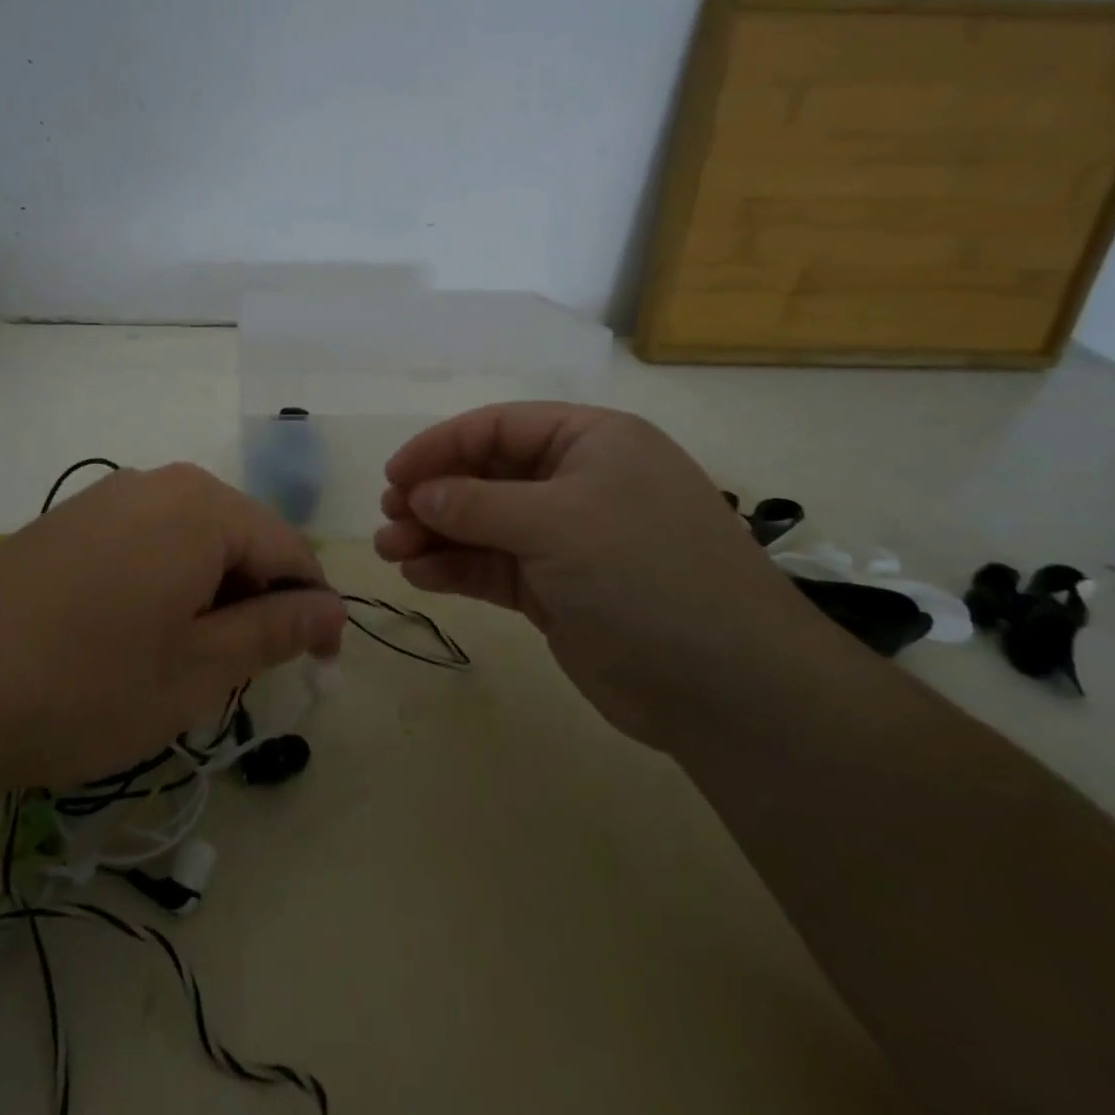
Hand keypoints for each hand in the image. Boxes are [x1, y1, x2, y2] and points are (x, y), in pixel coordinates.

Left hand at [0, 463, 345, 791]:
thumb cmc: (88, 685)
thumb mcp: (199, 668)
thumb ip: (276, 630)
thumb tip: (331, 609)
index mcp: (203, 506)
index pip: (290, 548)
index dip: (312, 608)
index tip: (317, 665)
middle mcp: (158, 483)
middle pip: (240, 538)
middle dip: (256, 601)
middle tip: (241, 673)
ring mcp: (105, 497)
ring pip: (191, 541)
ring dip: (209, 595)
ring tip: (185, 660)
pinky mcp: (67, 522)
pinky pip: (144, 543)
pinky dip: (163, 584)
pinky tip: (131, 636)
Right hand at [374, 402, 811, 743]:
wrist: (724, 686)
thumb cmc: (642, 573)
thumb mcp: (555, 522)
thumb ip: (476, 504)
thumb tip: (419, 494)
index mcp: (592, 442)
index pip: (499, 427)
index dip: (441, 446)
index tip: (394, 475)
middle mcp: (578, 483)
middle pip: (487, 476)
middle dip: (434, 496)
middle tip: (390, 519)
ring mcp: (568, 540)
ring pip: (484, 525)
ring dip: (436, 535)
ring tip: (391, 552)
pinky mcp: (557, 590)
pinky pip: (494, 567)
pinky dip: (457, 569)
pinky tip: (420, 577)